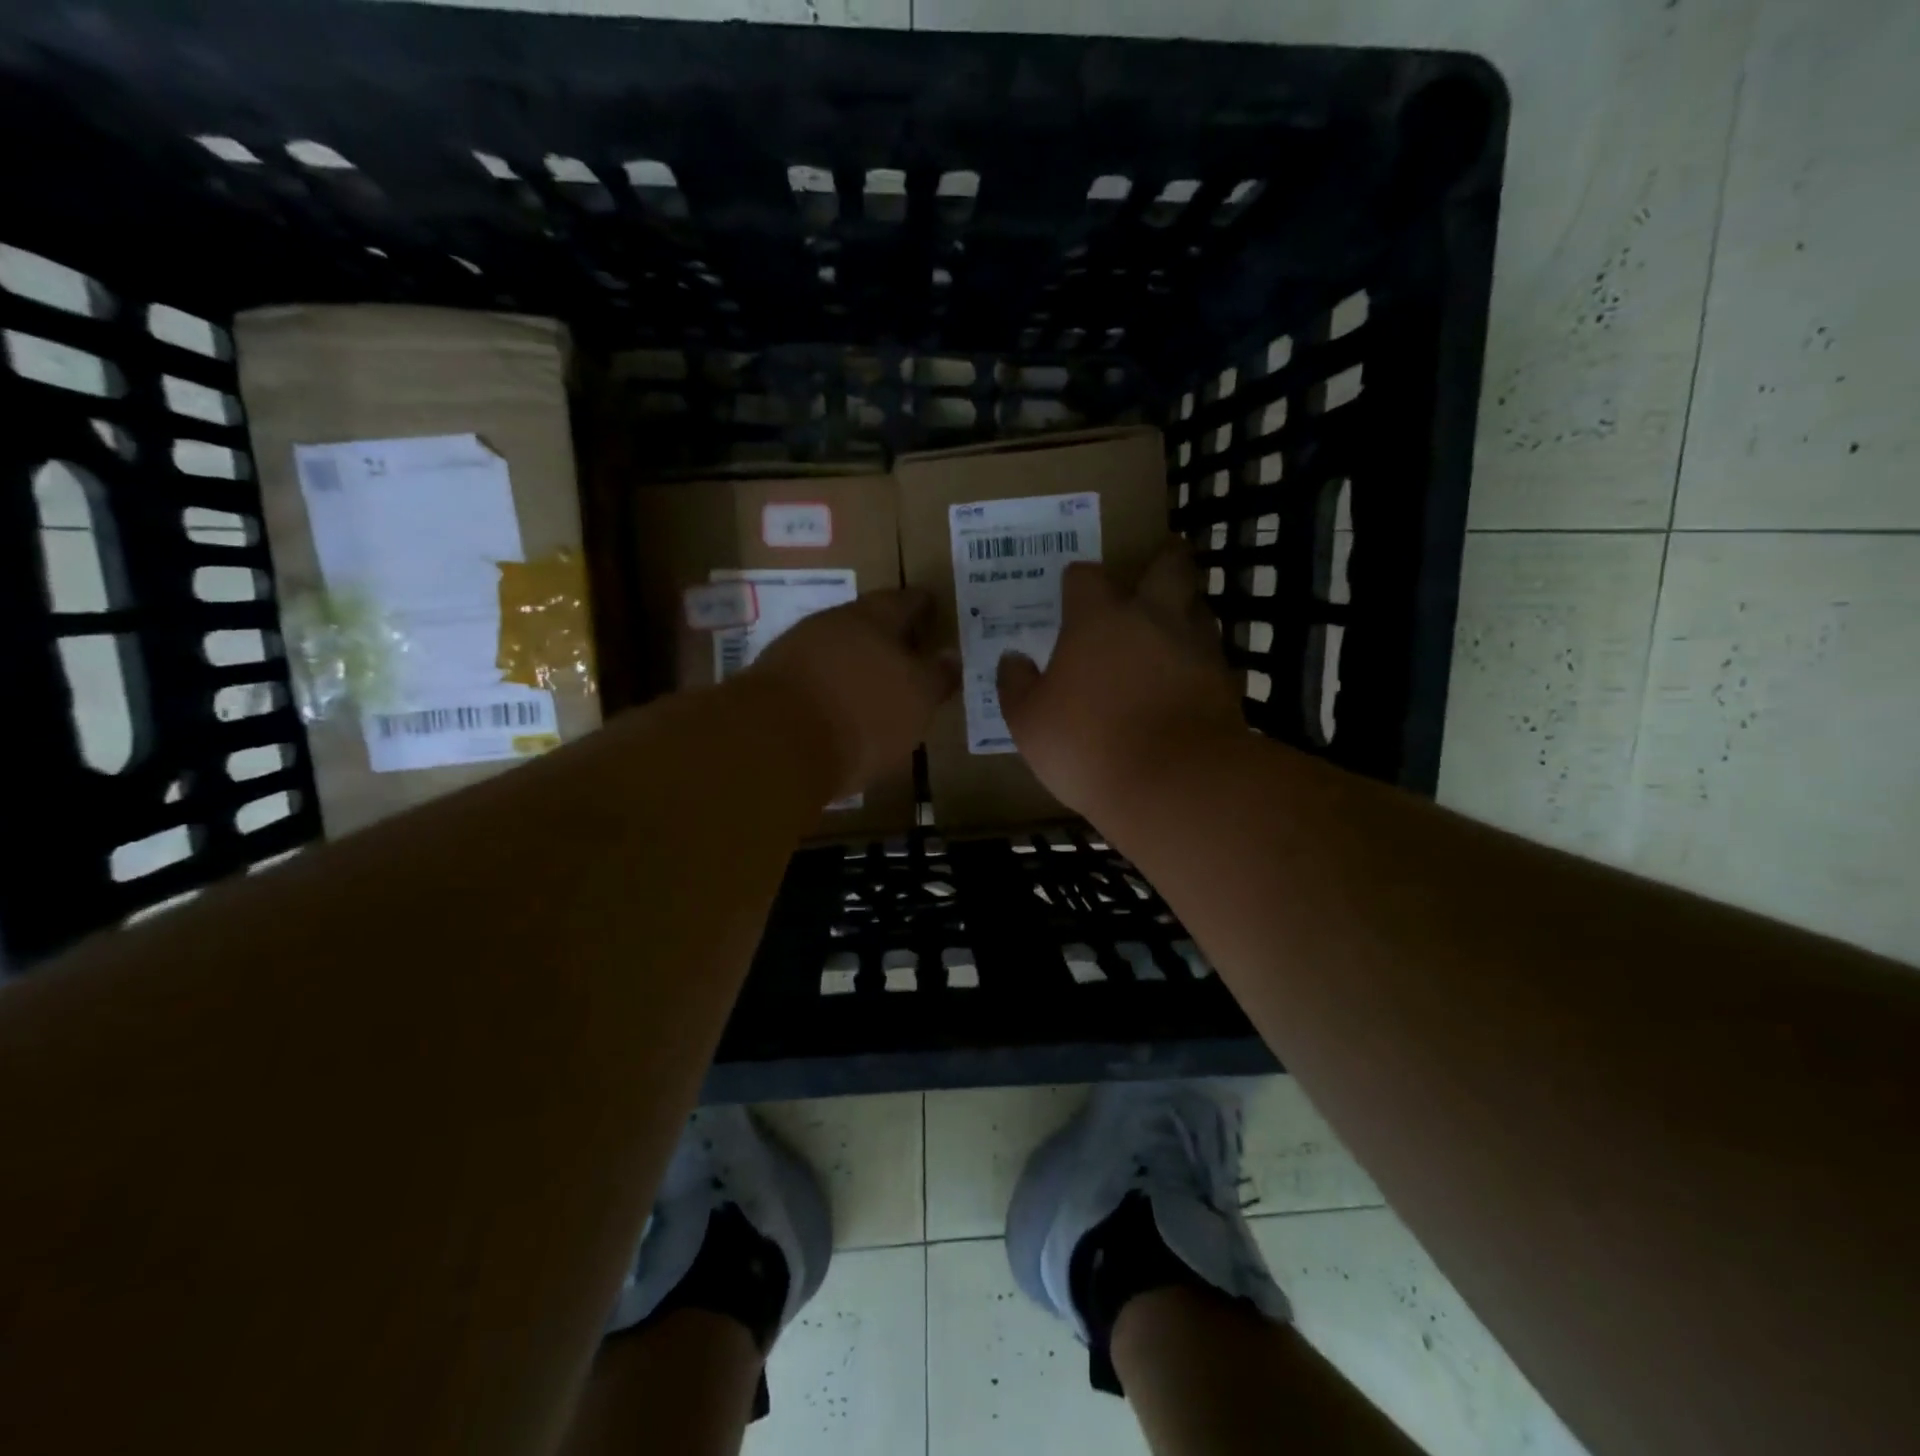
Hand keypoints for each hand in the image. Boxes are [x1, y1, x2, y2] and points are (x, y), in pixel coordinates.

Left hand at [748, 588, 957, 801]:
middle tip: (908, 651)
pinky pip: (814, 678)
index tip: (933, 609)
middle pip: (866, 622)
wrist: (777, 742)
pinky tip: (841, 707)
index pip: (905, 601)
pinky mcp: (773, 684)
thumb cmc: (865, 713)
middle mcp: (832, 623)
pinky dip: (832, 687)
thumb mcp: (918, 698)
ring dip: (856, 662)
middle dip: (887, 635)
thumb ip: (937, 675)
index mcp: (873, 617)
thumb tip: (950, 655)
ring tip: (876, 684)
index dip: (922, 605)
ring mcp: (796, 650)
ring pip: (837, 649)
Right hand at [997, 544, 1244, 817]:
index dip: (1077, 581)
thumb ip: (1016, 685)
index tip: (1070, 593)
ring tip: (1166, 631)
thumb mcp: (1029, 722)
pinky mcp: (1226, 680)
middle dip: (1161, 561)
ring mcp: (1197, 646)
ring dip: (1184, 611)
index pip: (1086, 576)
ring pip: (1198, 606)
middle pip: (1169, 565)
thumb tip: (1012, 659)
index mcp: (1099, 618)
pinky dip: (1198, 660)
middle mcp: (1153, 617)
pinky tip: (1184, 681)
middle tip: (1149, 574)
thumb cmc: (1088, 745)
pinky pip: (1213, 655)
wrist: (1174, 783)